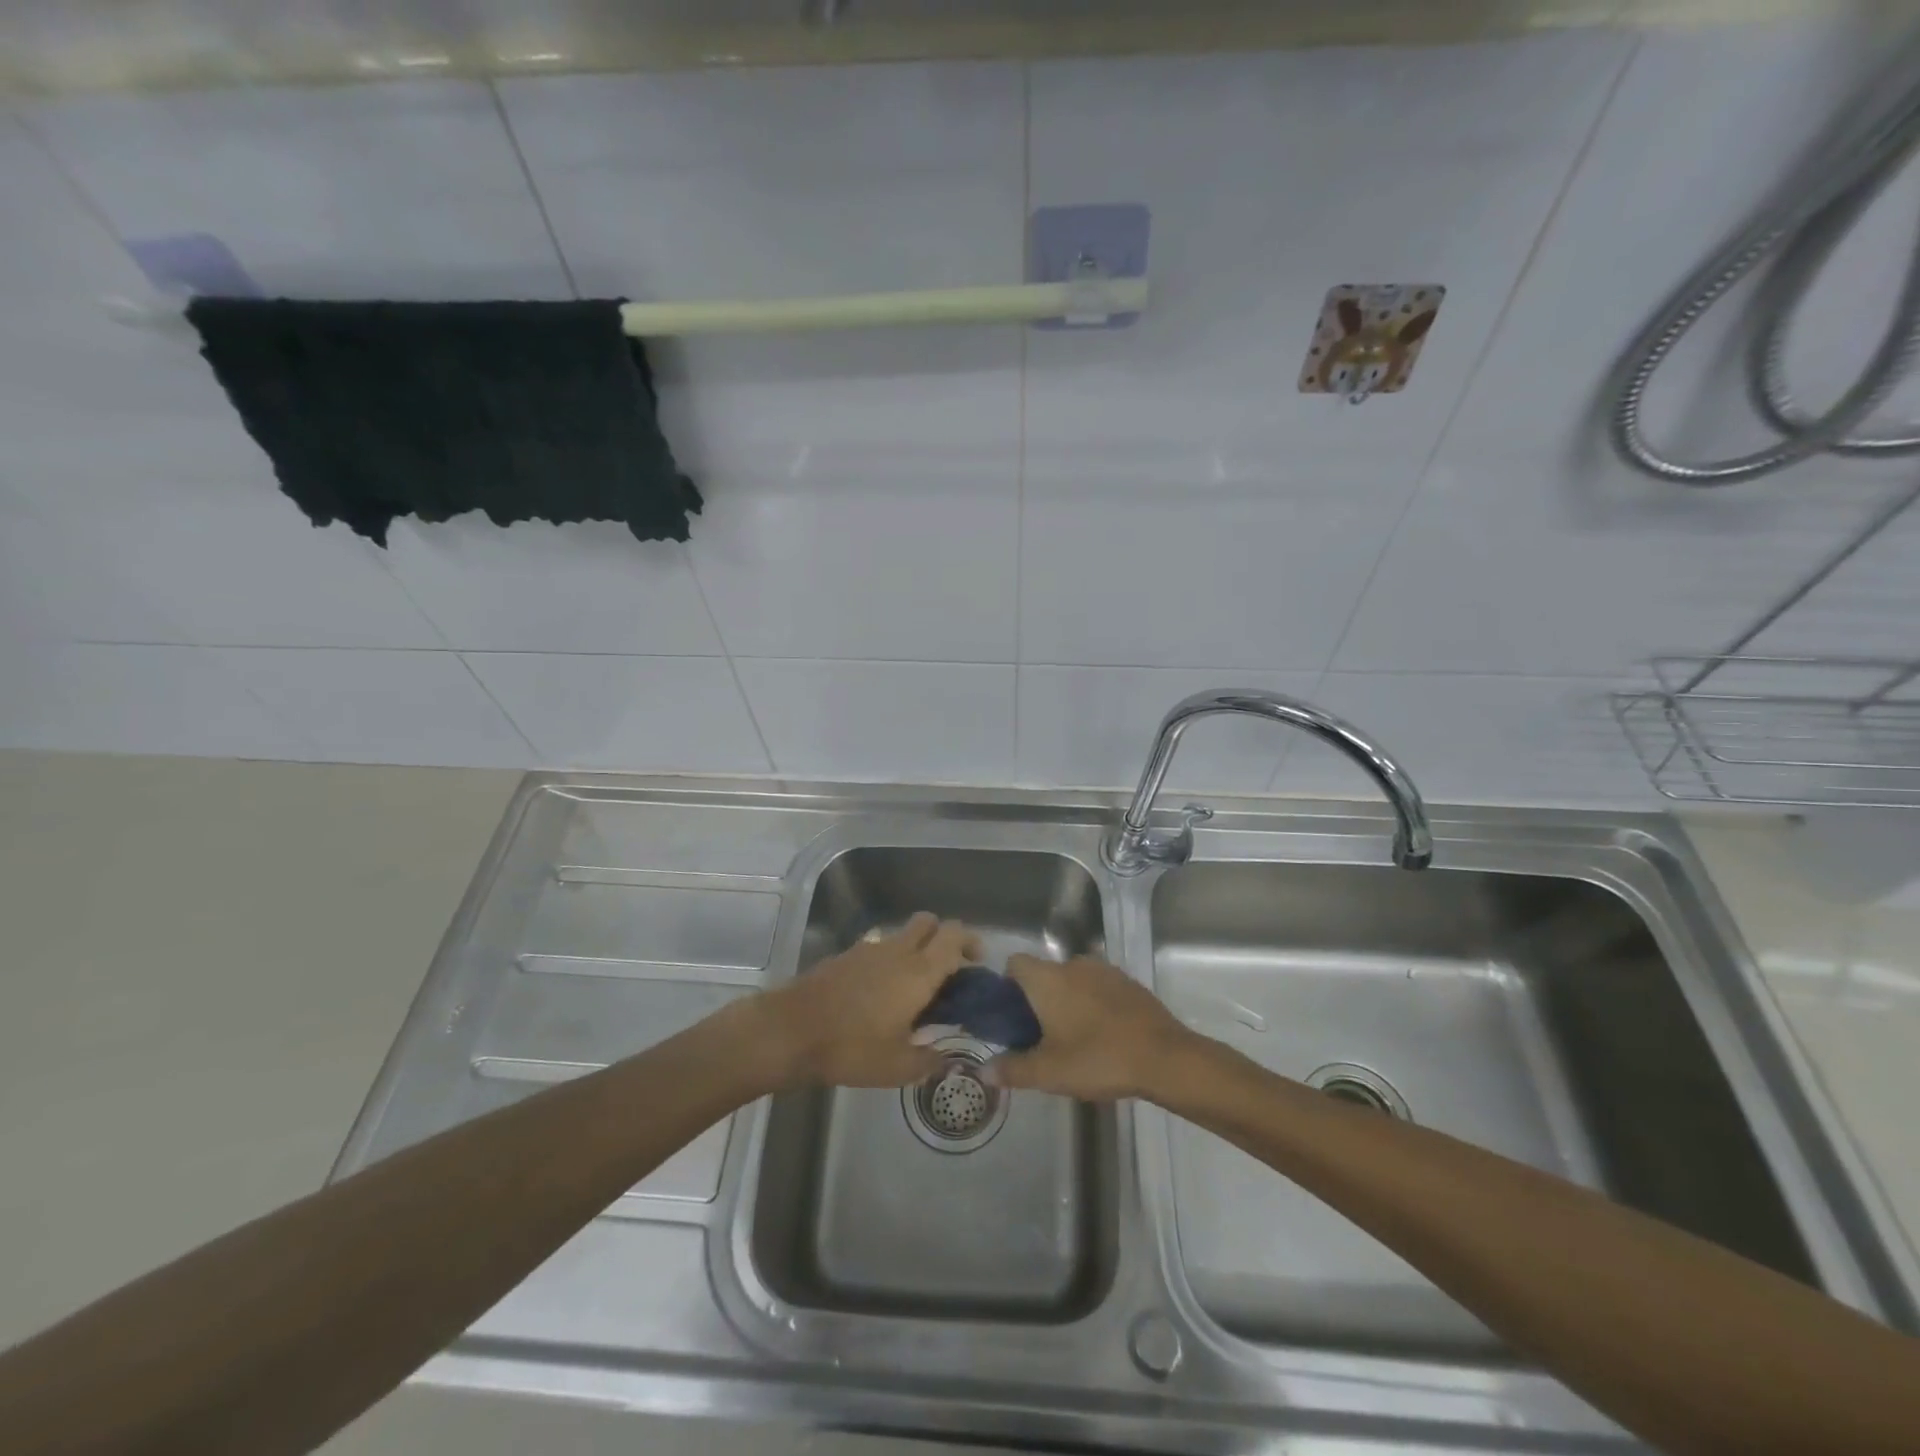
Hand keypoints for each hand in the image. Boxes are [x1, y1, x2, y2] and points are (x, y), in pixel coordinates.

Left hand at [758, 912, 979, 1089]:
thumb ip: (929, 1061)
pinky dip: (888, 962)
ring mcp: (869, 950)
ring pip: (902, 934)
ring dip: (915, 950)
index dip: (971, 942)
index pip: (954, 935)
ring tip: (913, 989)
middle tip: (948, 970)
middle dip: (944, 937)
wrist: (789, 1031)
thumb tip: (947, 1059)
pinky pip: (878, 949)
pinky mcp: (845, 956)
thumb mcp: (897, 1068)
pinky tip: (879, 996)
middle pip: (929, 922)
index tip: (977, 963)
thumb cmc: (850, 1049)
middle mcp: (897, 951)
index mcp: (918, 971)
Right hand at [989, 953, 1191, 1100]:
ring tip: (1074, 1040)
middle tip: (1041, 1038)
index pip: (1015, 963)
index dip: (1008, 986)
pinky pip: (1099, 988)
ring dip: (1068, 1002)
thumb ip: (1012, 1069)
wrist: (1164, 1057)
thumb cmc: (1098, 1058)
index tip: (1012, 1017)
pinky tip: (1104, 1036)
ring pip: (1073, 981)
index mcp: (1047, 979)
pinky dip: (1094, 1004)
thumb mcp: (1048, 1073)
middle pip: (1044, 974)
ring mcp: (1104, 970)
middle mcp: (1073, 964)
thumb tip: (984, 1070)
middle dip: (1039, 1000)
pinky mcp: (1129, 982)